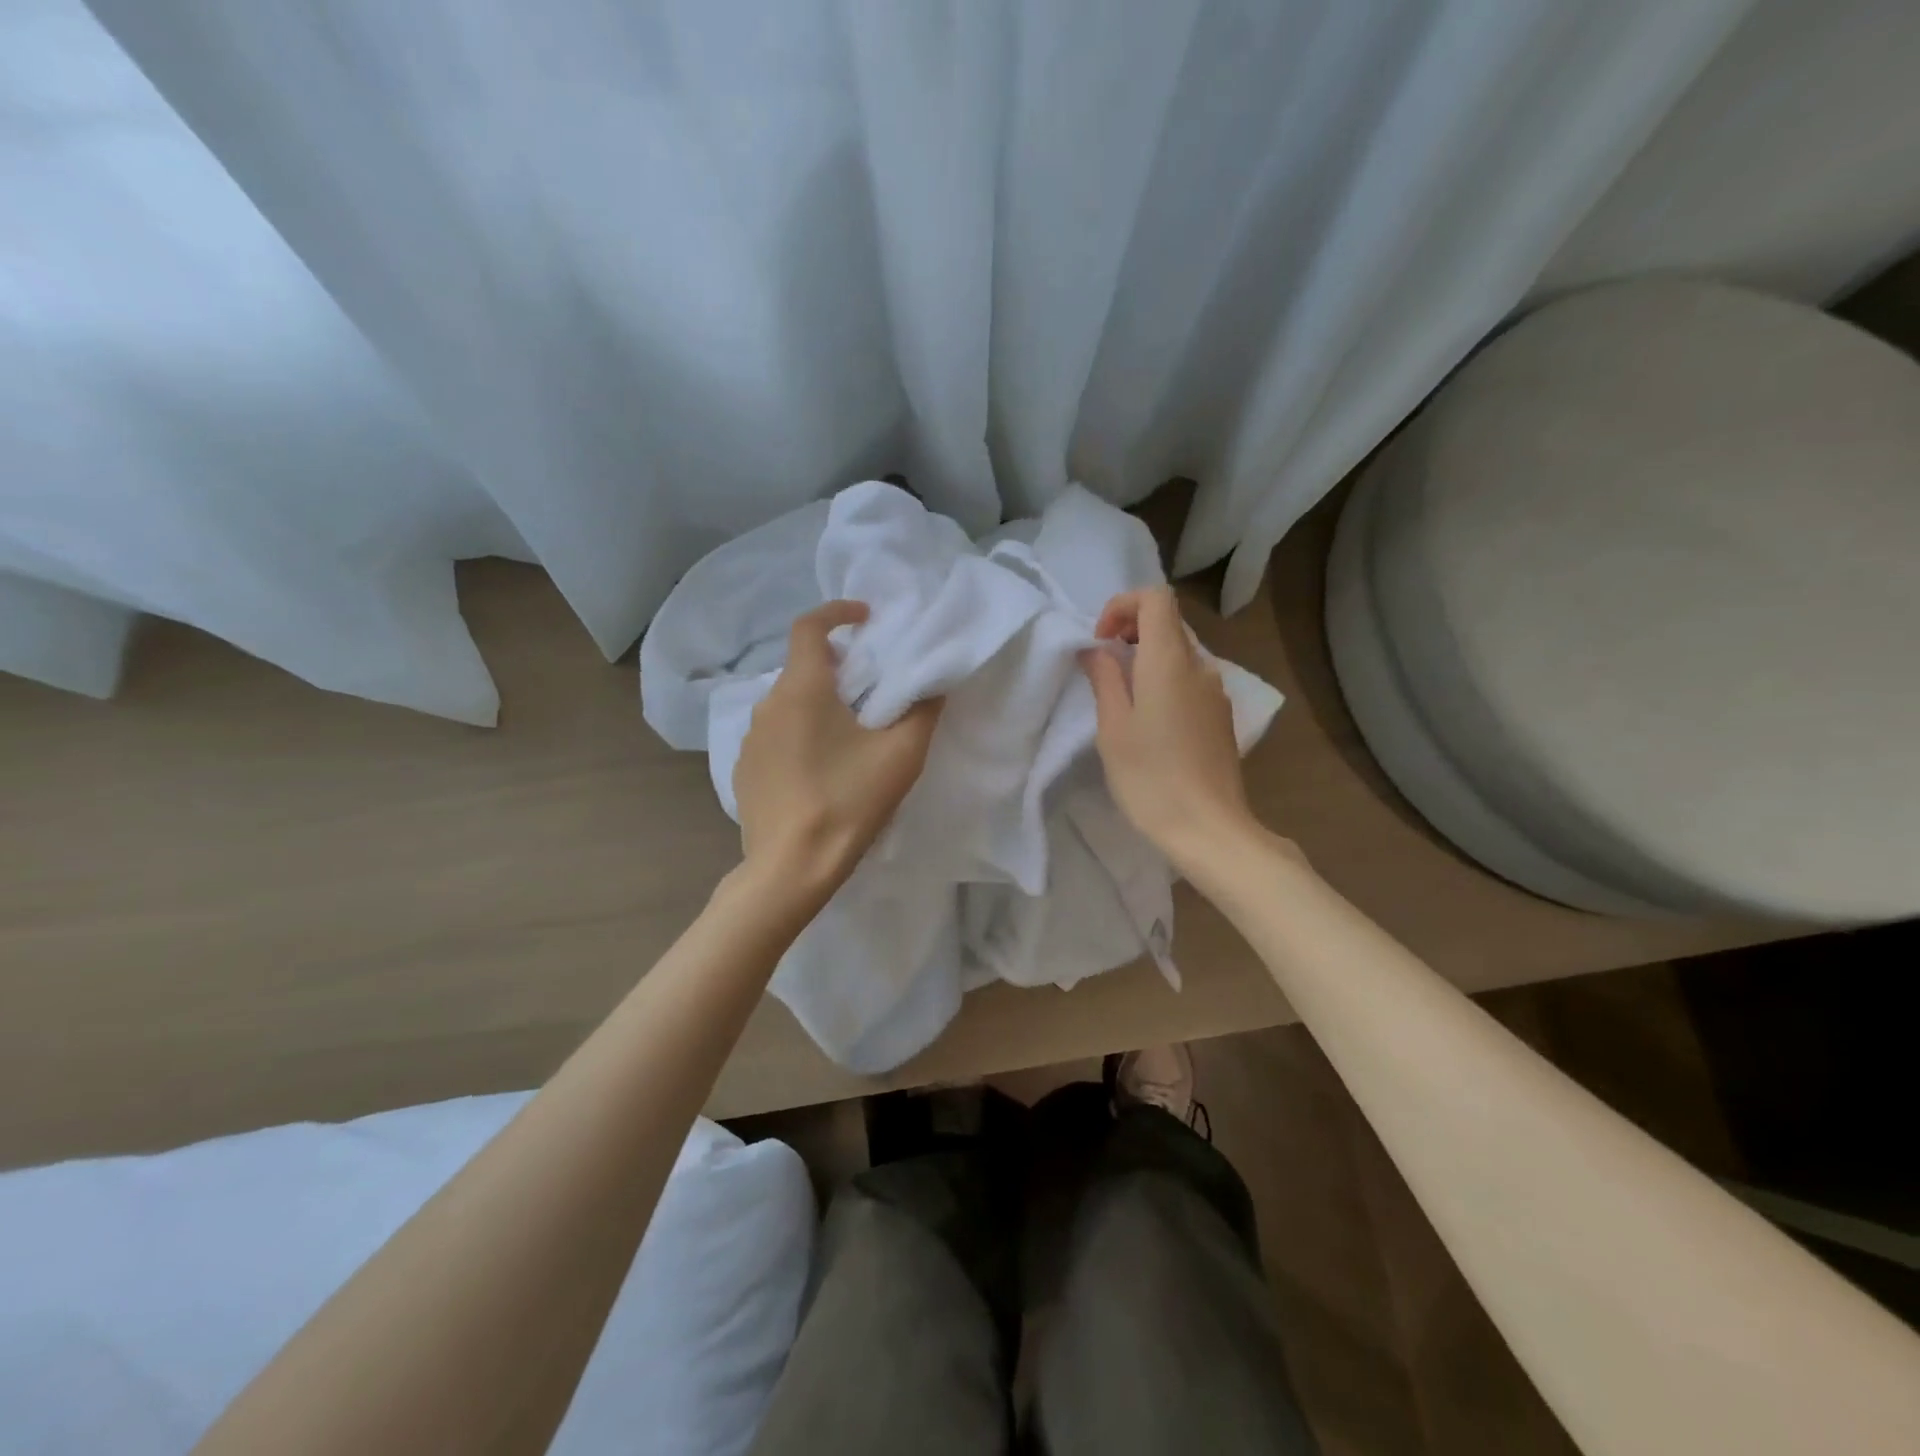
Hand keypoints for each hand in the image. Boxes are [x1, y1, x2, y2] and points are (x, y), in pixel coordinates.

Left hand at [733, 601, 942, 900]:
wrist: (791, 867)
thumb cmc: (848, 802)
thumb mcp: (901, 755)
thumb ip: (922, 711)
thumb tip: (932, 685)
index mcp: (802, 689)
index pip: (809, 627)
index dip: (837, 612)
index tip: (864, 618)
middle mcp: (767, 705)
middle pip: (801, 667)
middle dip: (835, 666)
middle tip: (868, 686)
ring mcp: (749, 740)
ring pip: (787, 704)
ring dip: (816, 704)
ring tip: (847, 733)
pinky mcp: (743, 771)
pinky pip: (775, 736)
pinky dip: (798, 735)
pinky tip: (819, 769)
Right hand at [1080, 586, 1255, 869]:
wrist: (1209, 828)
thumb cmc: (1151, 778)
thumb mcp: (1113, 728)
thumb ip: (1104, 679)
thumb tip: (1095, 650)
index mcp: (1170, 661)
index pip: (1155, 598)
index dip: (1122, 606)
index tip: (1101, 641)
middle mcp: (1200, 667)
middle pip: (1168, 623)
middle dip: (1130, 632)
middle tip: (1103, 668)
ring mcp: (1217, 692)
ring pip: (1179, 653)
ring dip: (1147, 660)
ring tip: (1123, 700)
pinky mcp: (1222, 717)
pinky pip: (1190, 680)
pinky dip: (1165, 682)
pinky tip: (1151, 723)